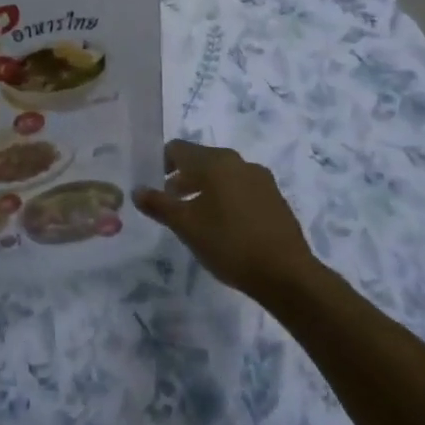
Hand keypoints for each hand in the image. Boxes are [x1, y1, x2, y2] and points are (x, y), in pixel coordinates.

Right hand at [134, 140, 320, 304]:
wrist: (287, 275)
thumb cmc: (229, 244)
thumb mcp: (186, 226)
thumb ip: (159, 205)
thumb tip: (137, 191)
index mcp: (216, 162)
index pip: (178, 149)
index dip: (161, 163)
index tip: (153, 185)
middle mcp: (239, 162)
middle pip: (202, 160)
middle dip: (183, 178)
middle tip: (170, 202)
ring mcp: (261, 179)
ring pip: (223, 175)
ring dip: (205, 189)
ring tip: (195, 216)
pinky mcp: (275, 199)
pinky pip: (242, 189)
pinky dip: (226, 199)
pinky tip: (224, 226)